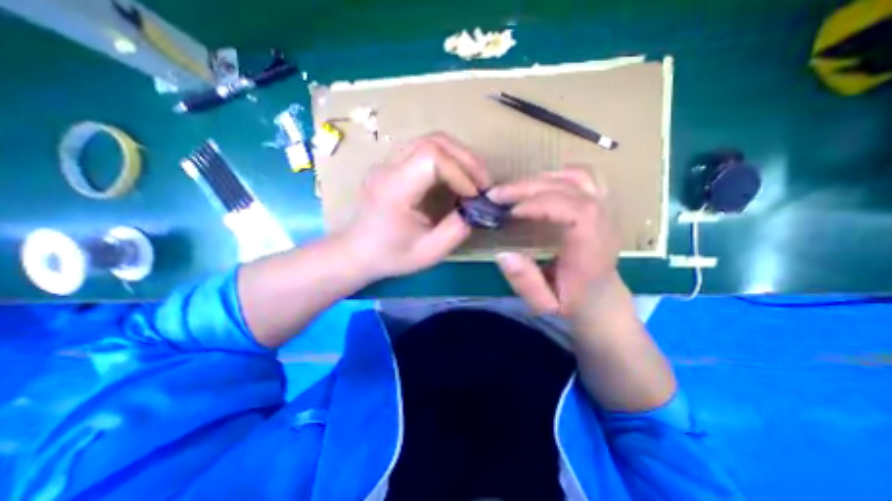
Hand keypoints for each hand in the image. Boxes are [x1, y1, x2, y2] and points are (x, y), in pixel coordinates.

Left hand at [343, 134, 495, 279]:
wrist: (356, 252)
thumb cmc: (390, 256)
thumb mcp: (428, 252)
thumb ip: (456, 230)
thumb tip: (476, 209)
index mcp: (394, 189)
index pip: (431, 158)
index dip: (460, 172)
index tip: (474, 196)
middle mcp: (388, 168)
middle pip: (433, 141)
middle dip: (466, 159)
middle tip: (483, 182)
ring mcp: (387, 163)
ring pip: (429, 140)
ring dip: (458, 156)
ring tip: (473, 178)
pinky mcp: (391, 165)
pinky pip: (423, 150)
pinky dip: (447, 159)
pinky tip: (455, 177)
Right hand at [488, 167, 621, 317]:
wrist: (603, 303)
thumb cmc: (574, 305)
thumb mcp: (545, 305)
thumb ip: (526, 282)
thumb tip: (502, 253)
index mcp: (592, 250)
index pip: (577, 211)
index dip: (541, 203)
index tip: (510, 211)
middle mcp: (604, 225)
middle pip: (573, 188)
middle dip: (530, 187)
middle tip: (497, 195)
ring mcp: (607, 212)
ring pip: (582, 177)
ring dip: (544, 178)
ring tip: (515, 190)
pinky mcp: (601, 207)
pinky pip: (585, 178)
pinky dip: (558, 175)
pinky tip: (538, 186)